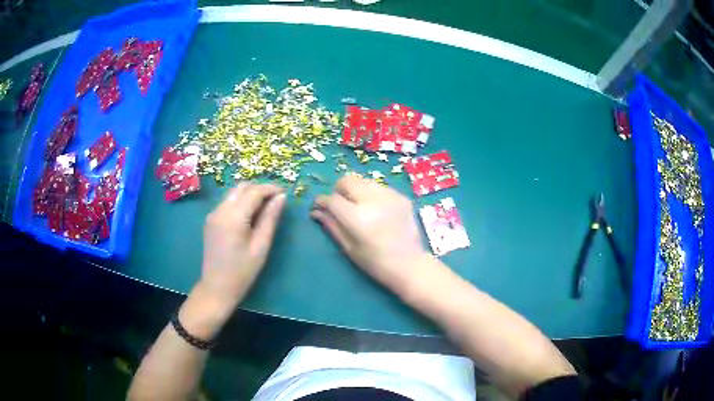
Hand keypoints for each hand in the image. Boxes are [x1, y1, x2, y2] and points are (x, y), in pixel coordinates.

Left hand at [200, 182, 285, 305]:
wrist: (217, 287)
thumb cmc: (243, 271)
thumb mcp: (261, 246)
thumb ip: (270, 219)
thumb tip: (281, 198)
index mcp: (233, 217)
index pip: (254, 191)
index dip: (270, 189)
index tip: (285, 193)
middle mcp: (220, 210)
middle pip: (242, 187)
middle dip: (260, 189)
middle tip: (276, 200)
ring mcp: (213, 214)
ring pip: (233, 193)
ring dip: (249, 194)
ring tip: (265, 207)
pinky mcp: (210, 220)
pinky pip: (227, 203)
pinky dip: (240, 202)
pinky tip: (249, 216)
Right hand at [311, 174, 429, 289]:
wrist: (410, 265)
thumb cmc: (376, 263)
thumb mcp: (349, 248)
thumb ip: (332, 226)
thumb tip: (316, 211)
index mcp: (357, 217)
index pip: (332, 199)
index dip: (322, 201)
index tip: (320, 206)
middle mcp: (373, 200)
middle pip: (347, 180)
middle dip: (339, 190)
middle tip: (340, 205)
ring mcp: (389, 196)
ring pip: (363, 180)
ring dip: (356, 190)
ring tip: (359, 206)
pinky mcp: (401, 196)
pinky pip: (379, 187)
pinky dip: (372, 194)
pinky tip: (377, 210)